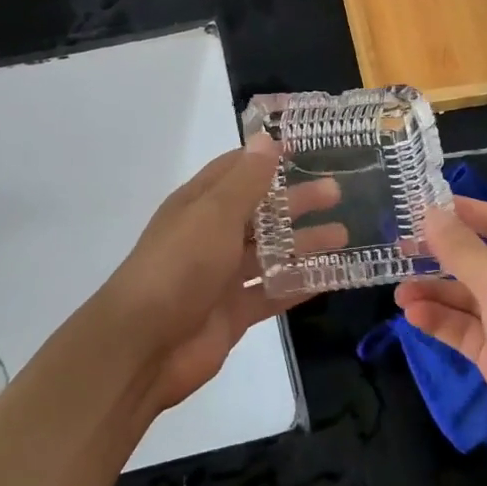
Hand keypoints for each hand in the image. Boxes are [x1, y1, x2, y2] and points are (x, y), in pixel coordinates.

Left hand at [96, 134, 344, 414]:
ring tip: (343, 235)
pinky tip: (332, 276)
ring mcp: (223, 276)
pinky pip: (273, 292)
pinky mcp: (234, 312)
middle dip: (296, 200)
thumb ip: (246, 181)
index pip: (236, 170)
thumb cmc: (179, 266)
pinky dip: (300, 283)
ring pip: (271, 252)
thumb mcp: (214, 214)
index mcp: (200, 205)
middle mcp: (211, 235)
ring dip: (304, 242)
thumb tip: (266, 139)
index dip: (266, 158)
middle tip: (336, 192)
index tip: (304, 149)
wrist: (143, 346)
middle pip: (260, 211)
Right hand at [395, 196, 486, 484]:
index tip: (424, 204)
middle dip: (442, 254)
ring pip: (468, 297)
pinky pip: (465, 329)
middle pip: (481, 259)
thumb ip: (462, 250)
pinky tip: (413, 315)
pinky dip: (440, 321)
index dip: (466, 211)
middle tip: (401, 246)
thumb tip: (431, 213)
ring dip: (435, 291)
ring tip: (399, 291)